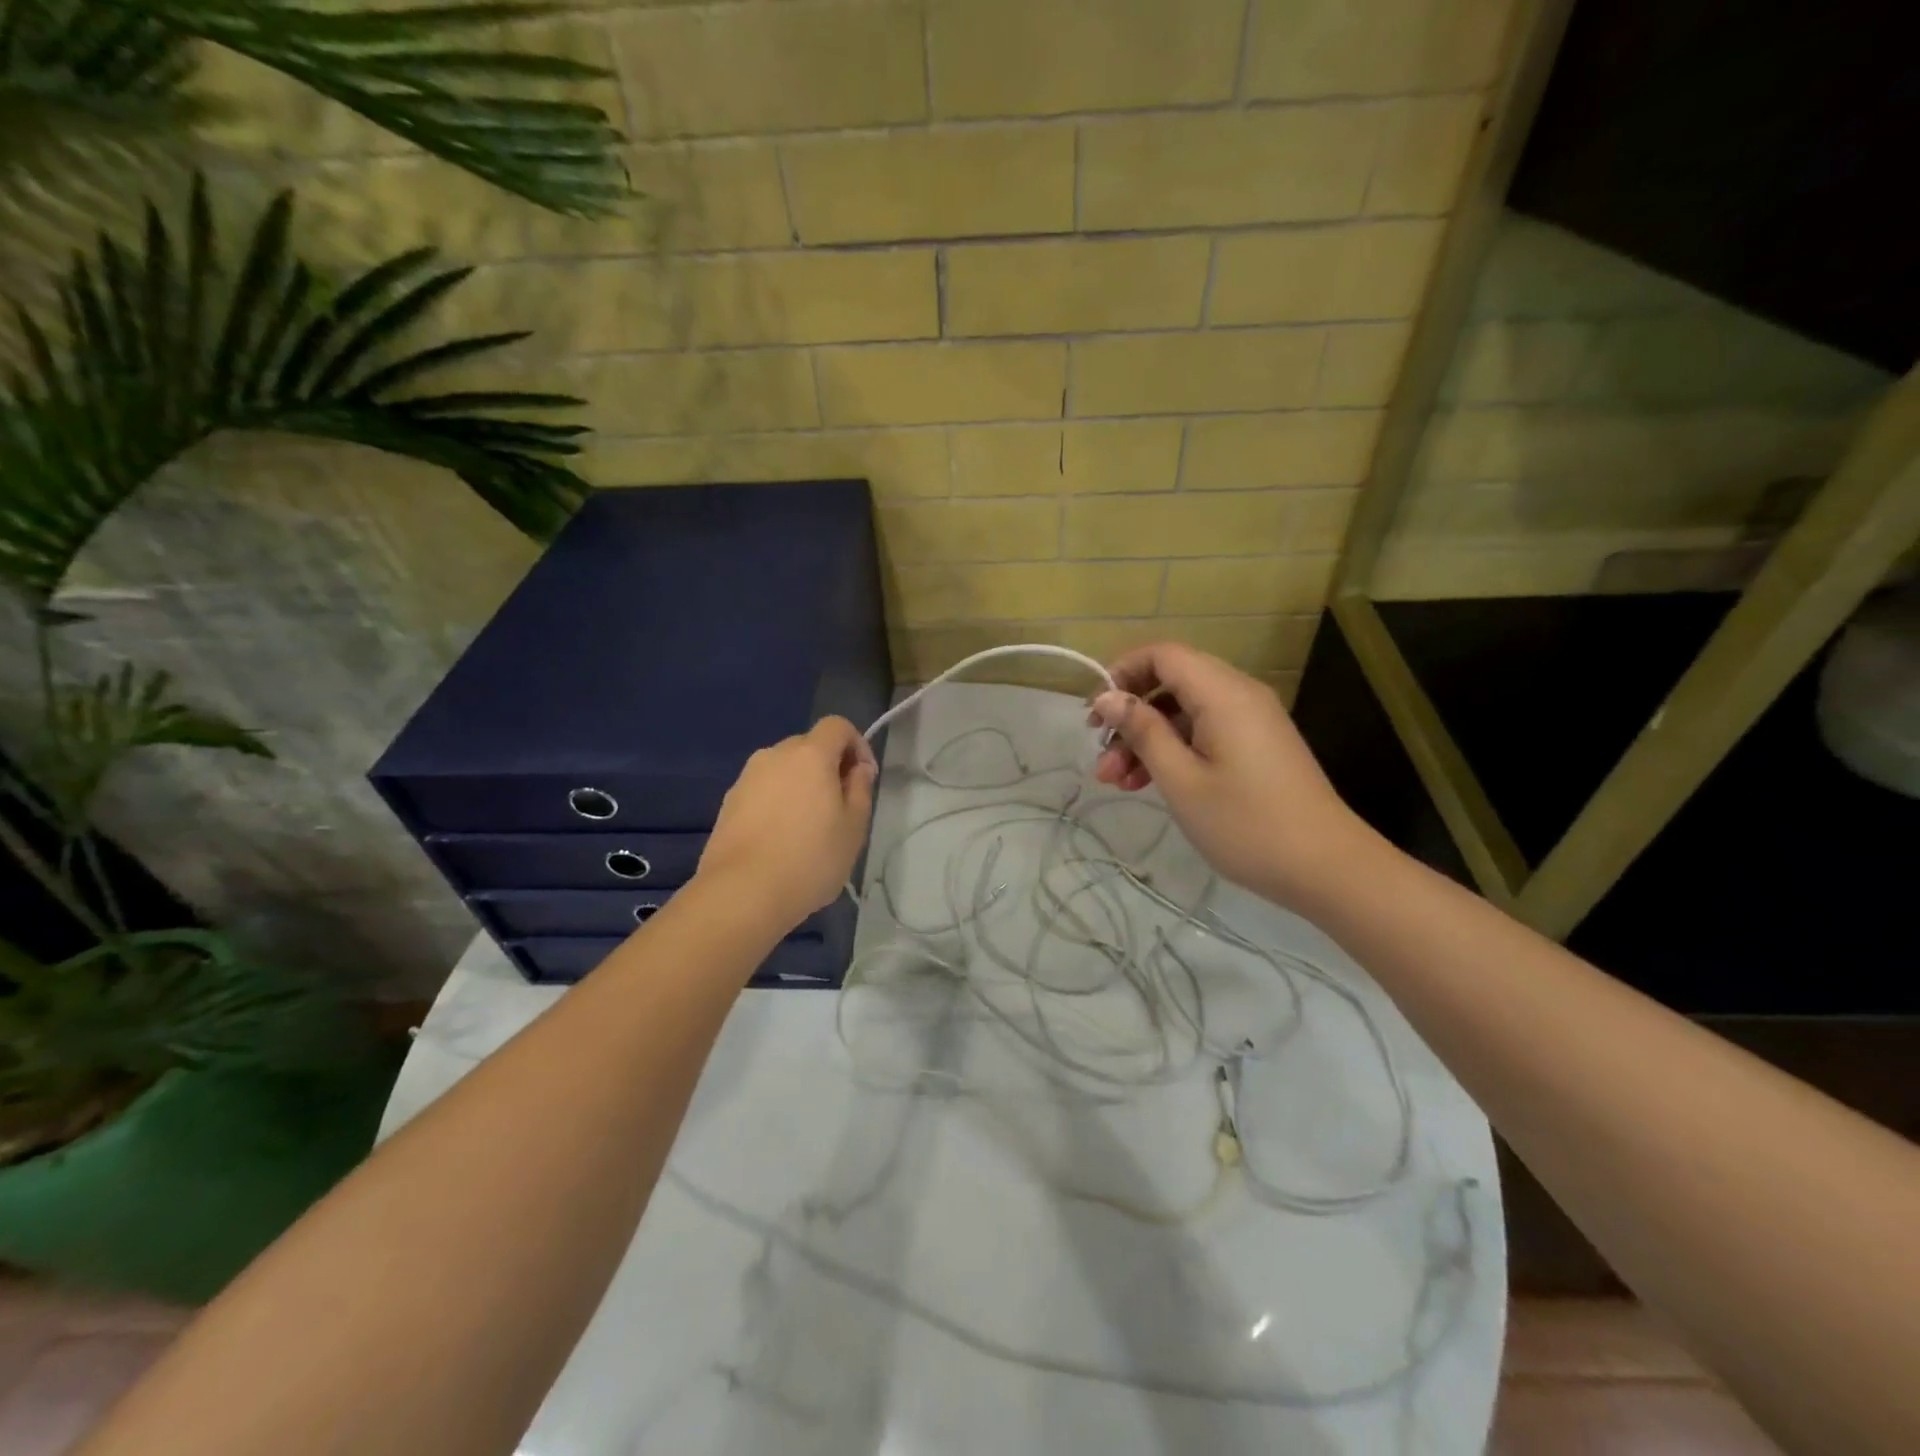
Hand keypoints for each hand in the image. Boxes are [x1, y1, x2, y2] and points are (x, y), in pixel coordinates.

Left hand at [696, 717, 877, 928]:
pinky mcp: (728, 803)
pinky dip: (778, 802)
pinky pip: (763, 790)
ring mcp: (746, 778)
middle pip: (809, 746)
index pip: (837, 726)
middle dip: (829, 766)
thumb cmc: (810, 859)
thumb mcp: (853, 827)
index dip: (857, 744)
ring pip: (783, 769)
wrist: (741, 893)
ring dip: (801, 785)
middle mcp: (774, 755)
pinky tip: (781, 839)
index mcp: (810, 754)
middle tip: (840, 806)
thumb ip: (860, 789)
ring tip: (809, 827)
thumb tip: (857, 768)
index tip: (865, 778)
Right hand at [1089, 643, 1373, 908]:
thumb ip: (1142, 732)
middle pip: (1171, 682)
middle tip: (1100, 756)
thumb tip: (1107, 698)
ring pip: (1183, 711)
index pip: (1162, 655)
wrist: (1326, 867)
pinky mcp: (1255, 745)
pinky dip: (1173, 750)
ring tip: (1115, 781)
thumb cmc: (1246, 824)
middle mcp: (1239, 695)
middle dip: (1130, 714)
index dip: (1121, 673)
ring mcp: (1250, 721)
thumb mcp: (1181, 779)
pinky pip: (1204, 731)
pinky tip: (1146, 784)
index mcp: (1223, 693)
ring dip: (1146, 739)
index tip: (1094, 714)